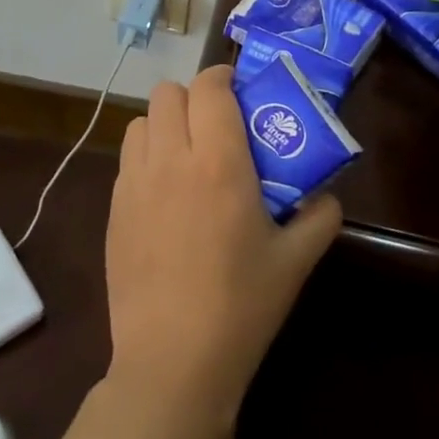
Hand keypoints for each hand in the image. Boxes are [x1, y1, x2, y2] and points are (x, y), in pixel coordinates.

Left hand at [105, 66, 341, 430]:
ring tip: (188, 154)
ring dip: (165, 124)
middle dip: (194, 98)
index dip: (224, 76)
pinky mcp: (113, 211)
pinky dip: (147, 156)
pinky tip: (166, 193)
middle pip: (168, 93)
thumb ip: (320, 216)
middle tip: (217, 125)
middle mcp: (170, 160)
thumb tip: (326, 195)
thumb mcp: (296, 261)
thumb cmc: (241, 306)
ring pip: (141, 121)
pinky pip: (127, 159)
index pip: (209, 87)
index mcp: (218, 162)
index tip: (240, 90)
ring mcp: (134, 185)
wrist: (172, 363)